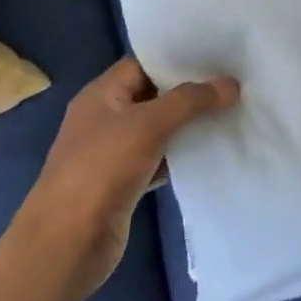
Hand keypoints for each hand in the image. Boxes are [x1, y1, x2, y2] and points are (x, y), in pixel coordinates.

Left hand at [15, 58, 238, 299]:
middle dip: (189, 92)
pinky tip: (211, 153)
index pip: (143, 64)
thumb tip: (231, 83)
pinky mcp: (124, 184)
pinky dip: (181, 157)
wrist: (67, 243)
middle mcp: (105, 118)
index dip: (177, 59)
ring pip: (158, 130)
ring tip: (231, 113)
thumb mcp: (148, 125)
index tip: (216, 57)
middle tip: (232, 84)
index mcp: (101, 95)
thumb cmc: (101, 170)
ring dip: (188, 126)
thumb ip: (190, 101)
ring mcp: (113, 153)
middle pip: (153, 96)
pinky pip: (159, 160)